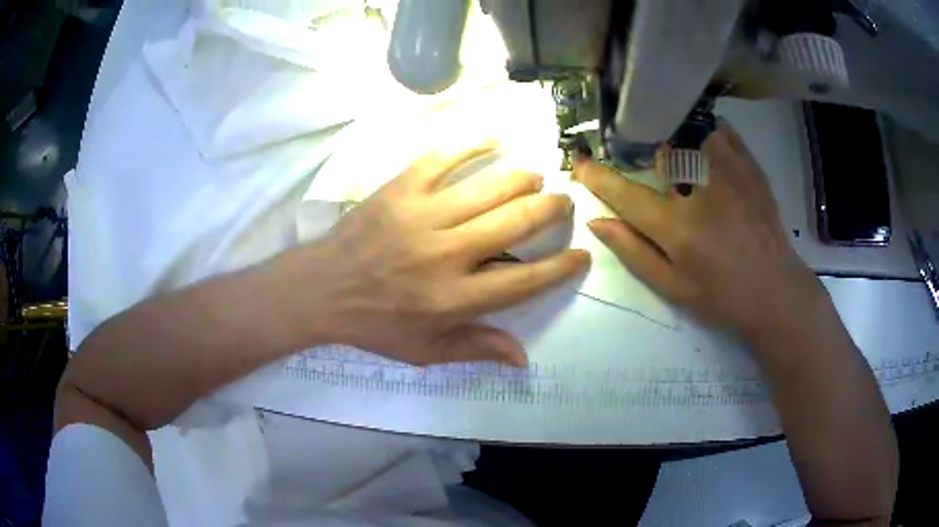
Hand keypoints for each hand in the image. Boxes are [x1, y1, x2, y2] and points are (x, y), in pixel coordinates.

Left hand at [278, 138, 589, 366]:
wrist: (322, 289)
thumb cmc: (375, 324)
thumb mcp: (425, 350)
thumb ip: (476, 349)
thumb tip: (523, 358)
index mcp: (455, 298)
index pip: (525, 280)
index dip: (560, 267)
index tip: (581, 253)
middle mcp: (447, 254)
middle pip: (515, 224)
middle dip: (551, 209)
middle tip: (564, 201)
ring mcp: (423, 215)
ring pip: (488, 188)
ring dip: (522, 179)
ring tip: (537, 177)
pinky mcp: (400, 189)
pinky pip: (443, 157)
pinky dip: (473, 144)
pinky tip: (495, 139)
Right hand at [574, 122, 825, 341]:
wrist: (776, 293)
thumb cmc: (722, 297)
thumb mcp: (673, 287)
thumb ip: (634, 252)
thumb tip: (597, 221)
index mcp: (680, 228)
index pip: (627, 194)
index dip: (598, 177)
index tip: (579, 163)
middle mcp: (703, 191)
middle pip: (658, 151)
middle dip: (640, 152)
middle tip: (641, 162)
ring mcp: (731, 174)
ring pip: (690, 133)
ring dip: (675, 139)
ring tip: (677, 155)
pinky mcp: (751, 168)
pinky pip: (721, 131)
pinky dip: (706, 132)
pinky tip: (705, 149)